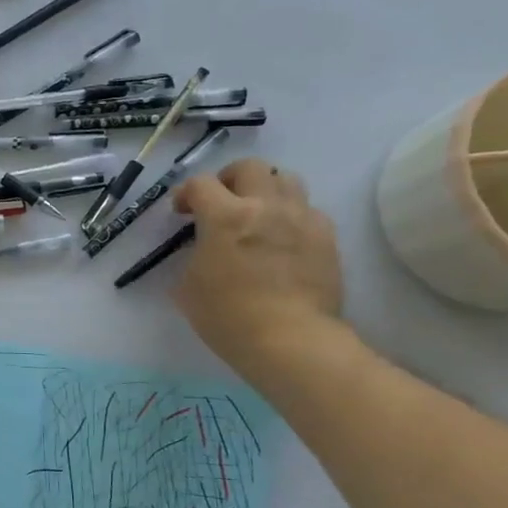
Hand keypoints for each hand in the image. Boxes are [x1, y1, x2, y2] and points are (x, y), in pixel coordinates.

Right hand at [172, 159, 343, 378]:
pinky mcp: (326, 237)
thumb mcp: (188, 285)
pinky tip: (281, 238)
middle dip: (229, 179)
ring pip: (286, 179)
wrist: (289, 340)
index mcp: (224, 216)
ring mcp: (301, 218)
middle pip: (249, 167)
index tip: (181, 211)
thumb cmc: (227, 316)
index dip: (185, 193)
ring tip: (256, 213)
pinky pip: (308, 209)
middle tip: (220, 201)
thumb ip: (195, 254)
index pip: (201, 184)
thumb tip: (204, 248)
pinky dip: (291, 214)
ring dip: (265, 189)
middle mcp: (266, 206)